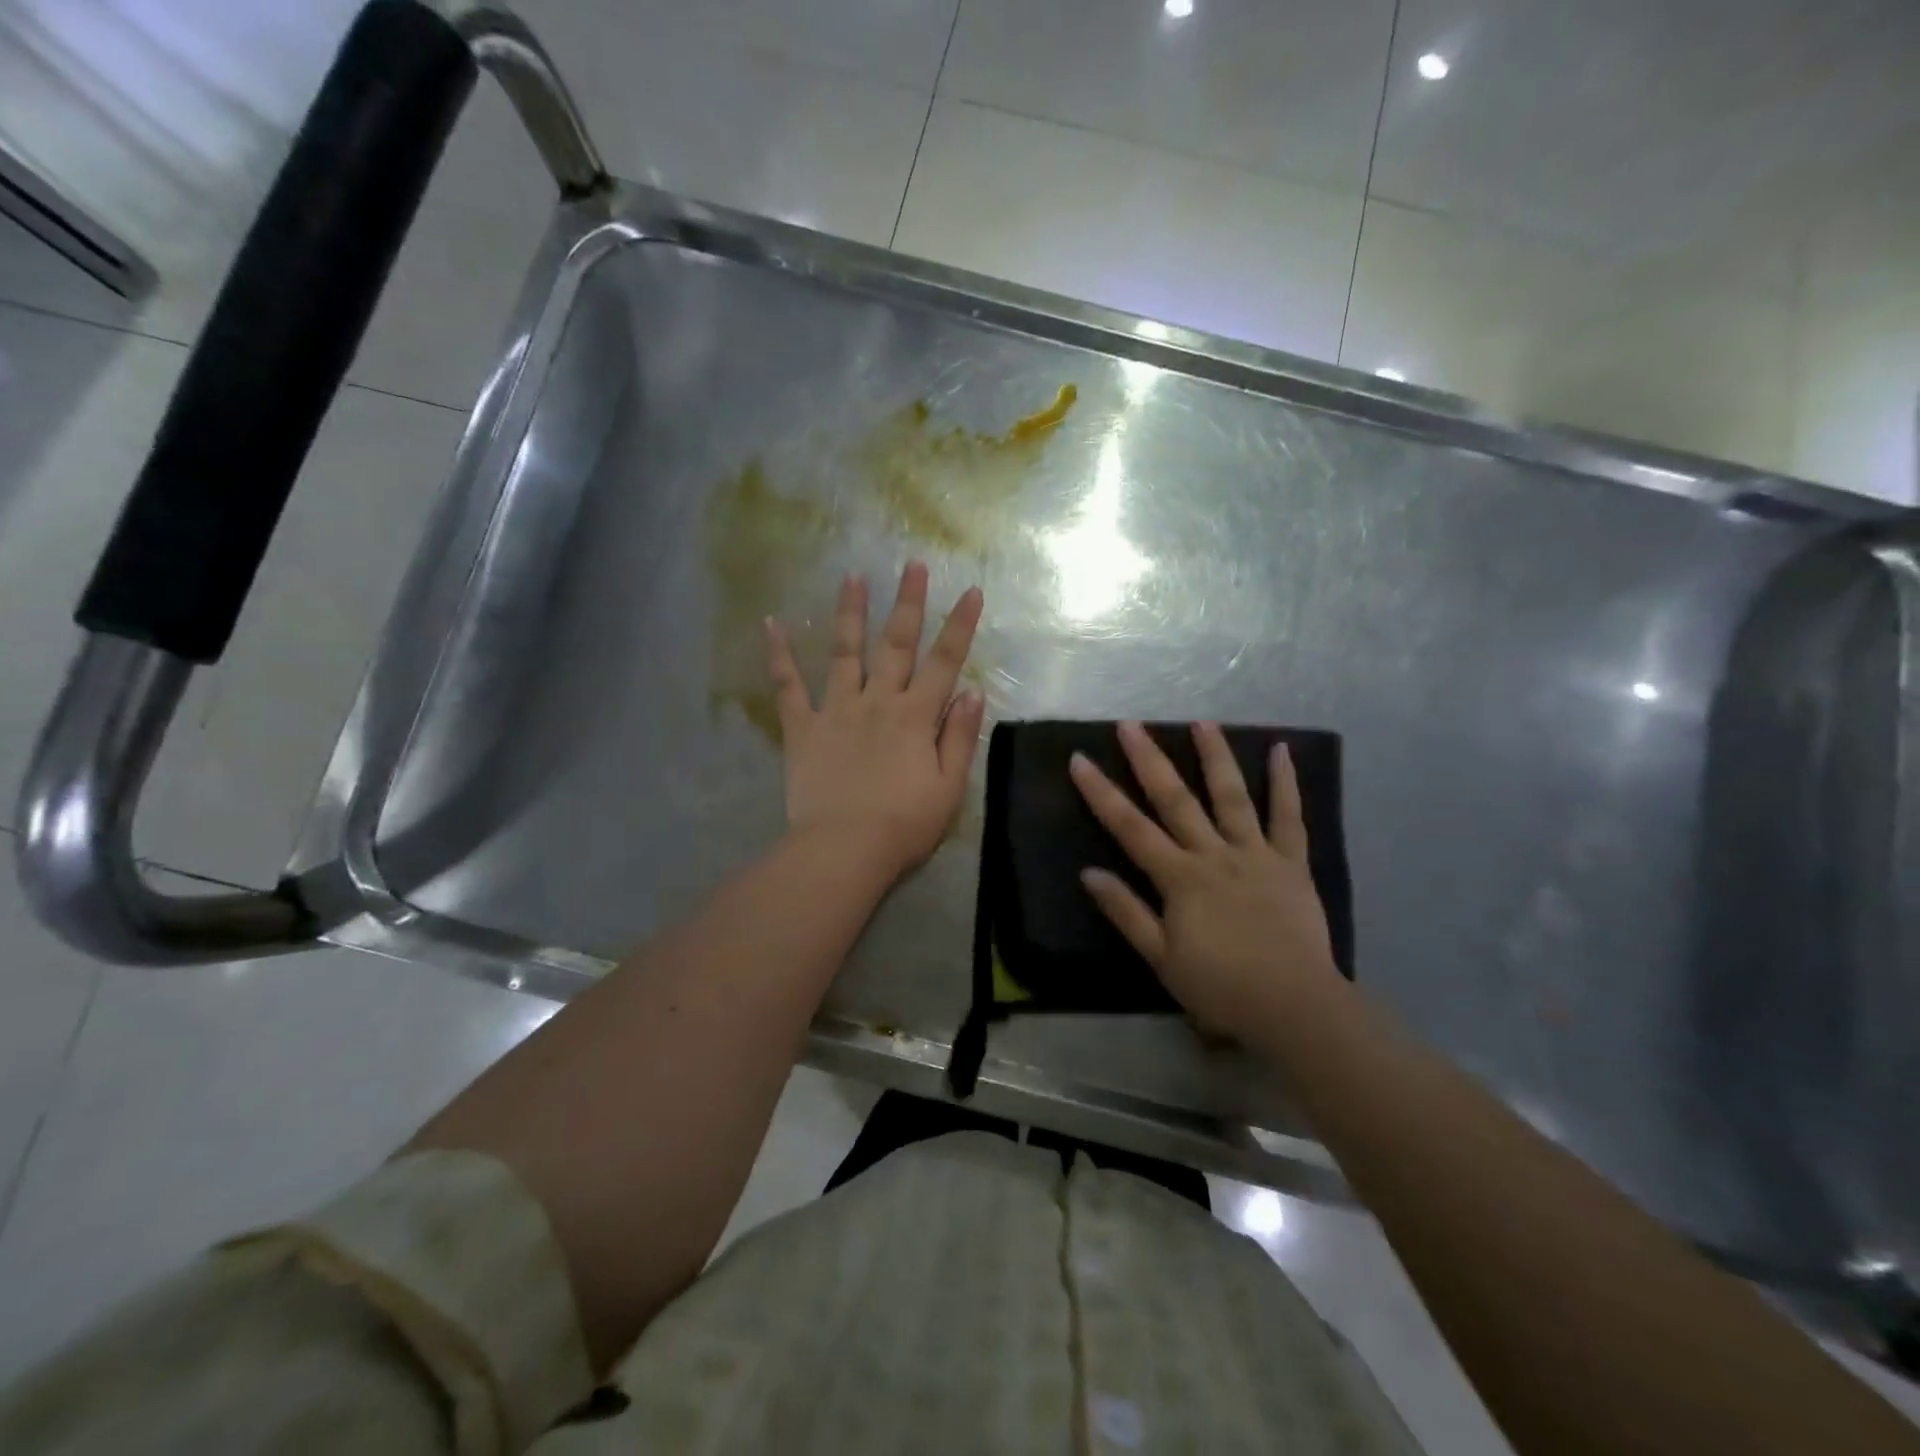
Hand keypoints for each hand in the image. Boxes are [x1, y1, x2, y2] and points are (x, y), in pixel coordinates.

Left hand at [766, 562, 985, 877]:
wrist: (844, 850)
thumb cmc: (904, 825)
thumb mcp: (949, 787)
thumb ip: (960, 737)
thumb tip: (972, 691)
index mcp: (916, 716)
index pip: (945, 661)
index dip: (959, 625)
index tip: (970, 590)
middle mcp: (878, 701)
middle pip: (896, 644)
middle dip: (907, 602)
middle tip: (910, 564)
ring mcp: (836, 710)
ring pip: (845, 652)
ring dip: (850, 613)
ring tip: (852, 576)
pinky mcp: (802, 728)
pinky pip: (788, 686)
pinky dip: (779, 655)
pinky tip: (771, 623)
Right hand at [1069, 720, 1340, 1042]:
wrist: (1295, 1007)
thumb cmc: (1221, 987)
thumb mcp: (1161, 958)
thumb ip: (1126, 912)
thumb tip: (1088, 872)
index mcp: (1180, 878)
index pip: (1130, 827)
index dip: (1101, 792)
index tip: (1080, 759)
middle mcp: (1214, 854)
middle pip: (1176, 799)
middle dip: (1149, 759)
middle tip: (1131, 724)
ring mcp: (1256, 853)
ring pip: (1232, 796)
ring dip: (1215, 756)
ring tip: (1202, 722)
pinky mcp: (1292, 862)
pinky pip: (1289, 817)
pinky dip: (1286, 783)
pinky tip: (1282, 751)